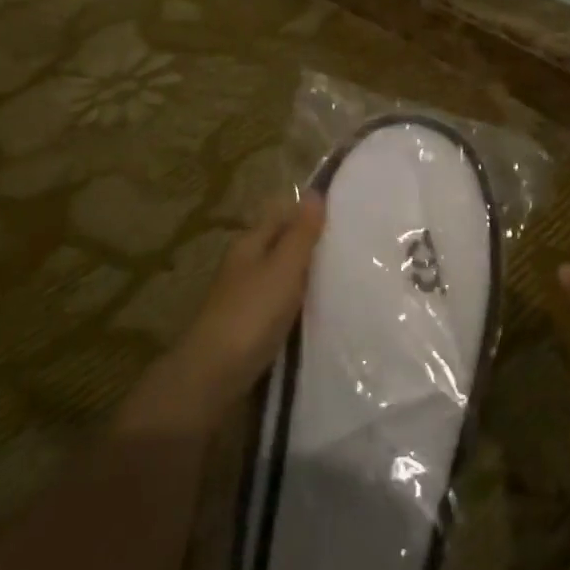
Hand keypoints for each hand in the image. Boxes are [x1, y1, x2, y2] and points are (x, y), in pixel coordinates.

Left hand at [116, 194, 325, 434]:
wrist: (214, 377)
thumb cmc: (251, 314)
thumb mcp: (283, 268)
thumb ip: (301, 233)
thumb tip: (315, 192)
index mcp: (250, 244)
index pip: (282, 214)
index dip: (309, 211)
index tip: (347, 212)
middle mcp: (245, 265)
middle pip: (282, 244)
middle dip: (313, 243)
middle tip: (356, 243)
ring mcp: (247, 297)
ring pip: (284, 275)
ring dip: (309, 274)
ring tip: (348, 272)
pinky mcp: (252, 327)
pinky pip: (283, 302)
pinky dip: (302, 300)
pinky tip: (325, 306)